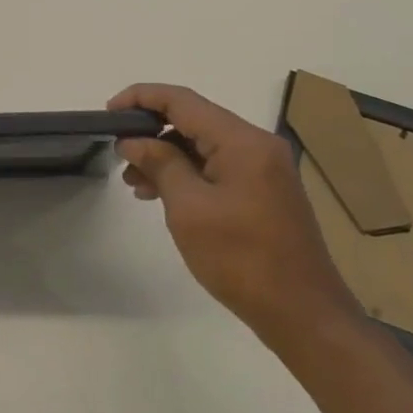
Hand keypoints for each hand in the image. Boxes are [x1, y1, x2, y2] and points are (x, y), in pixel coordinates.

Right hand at [110, 83, 361, 352]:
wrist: (303, 315)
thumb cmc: (241, 258)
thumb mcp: (189, 209)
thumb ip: (160, 164)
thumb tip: (134, 140)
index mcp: (242, 141)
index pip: (182, 100)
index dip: (141, 98)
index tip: (108, 113)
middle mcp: (257, 145)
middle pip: (194, 120)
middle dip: (151, 131)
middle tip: (117, 153)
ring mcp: (264, 169)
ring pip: (203, 145)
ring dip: (166, 156)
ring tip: (133, 182)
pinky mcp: (264, 192)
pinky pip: (217, 167)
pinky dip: (187, 173)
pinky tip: (161, 195)